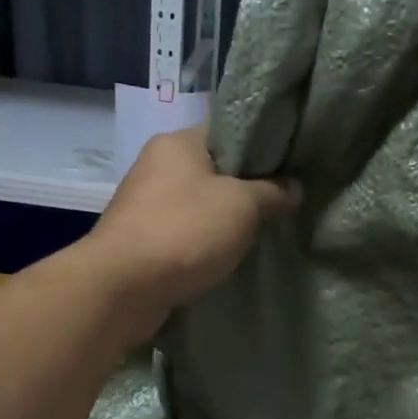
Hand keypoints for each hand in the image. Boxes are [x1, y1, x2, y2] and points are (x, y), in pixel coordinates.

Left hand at [86, 125, 296, 336]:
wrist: (123, 287)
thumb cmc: (185, 230)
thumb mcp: (243, 206)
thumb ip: (273, 192)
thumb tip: (294, 188)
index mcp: (178, 142)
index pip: (228, 130)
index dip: (262, 145)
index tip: (291, 164)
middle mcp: (157, 166)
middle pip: (215, 169)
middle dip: (247, 188)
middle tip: (283, 203)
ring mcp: (146, 204)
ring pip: (200, 204)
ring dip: (226, 220)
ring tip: (263, 232)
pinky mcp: (142, 240)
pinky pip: (185, 234)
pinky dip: (205, 244)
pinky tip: (230, 257)